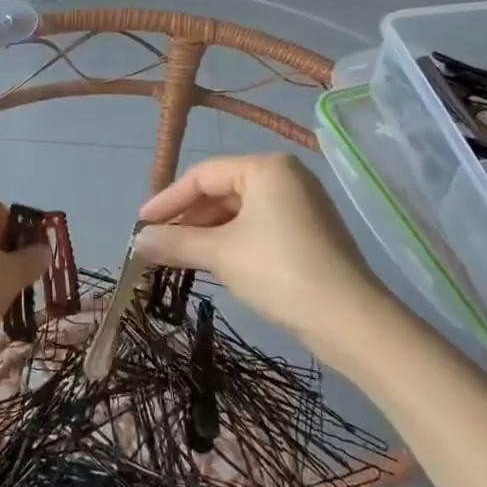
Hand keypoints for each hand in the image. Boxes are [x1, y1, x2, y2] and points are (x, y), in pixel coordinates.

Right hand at [135, 154, 379, 348]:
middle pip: (222, 190)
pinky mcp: (309, 230)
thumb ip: (176, 242)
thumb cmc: (279, 271)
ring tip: (179, 255)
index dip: (168, 199)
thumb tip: (136, 242)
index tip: (141, 224)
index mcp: (265, 167)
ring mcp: (301, 203)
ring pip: (239, 210)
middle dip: (188, 217)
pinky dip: (232, 240)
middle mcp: (285, 175)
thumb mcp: (221, 254)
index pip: (203, 175)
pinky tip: (213, 260)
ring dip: (207, 231)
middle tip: (157, 242)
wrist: (349, 319)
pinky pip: (258, 225)